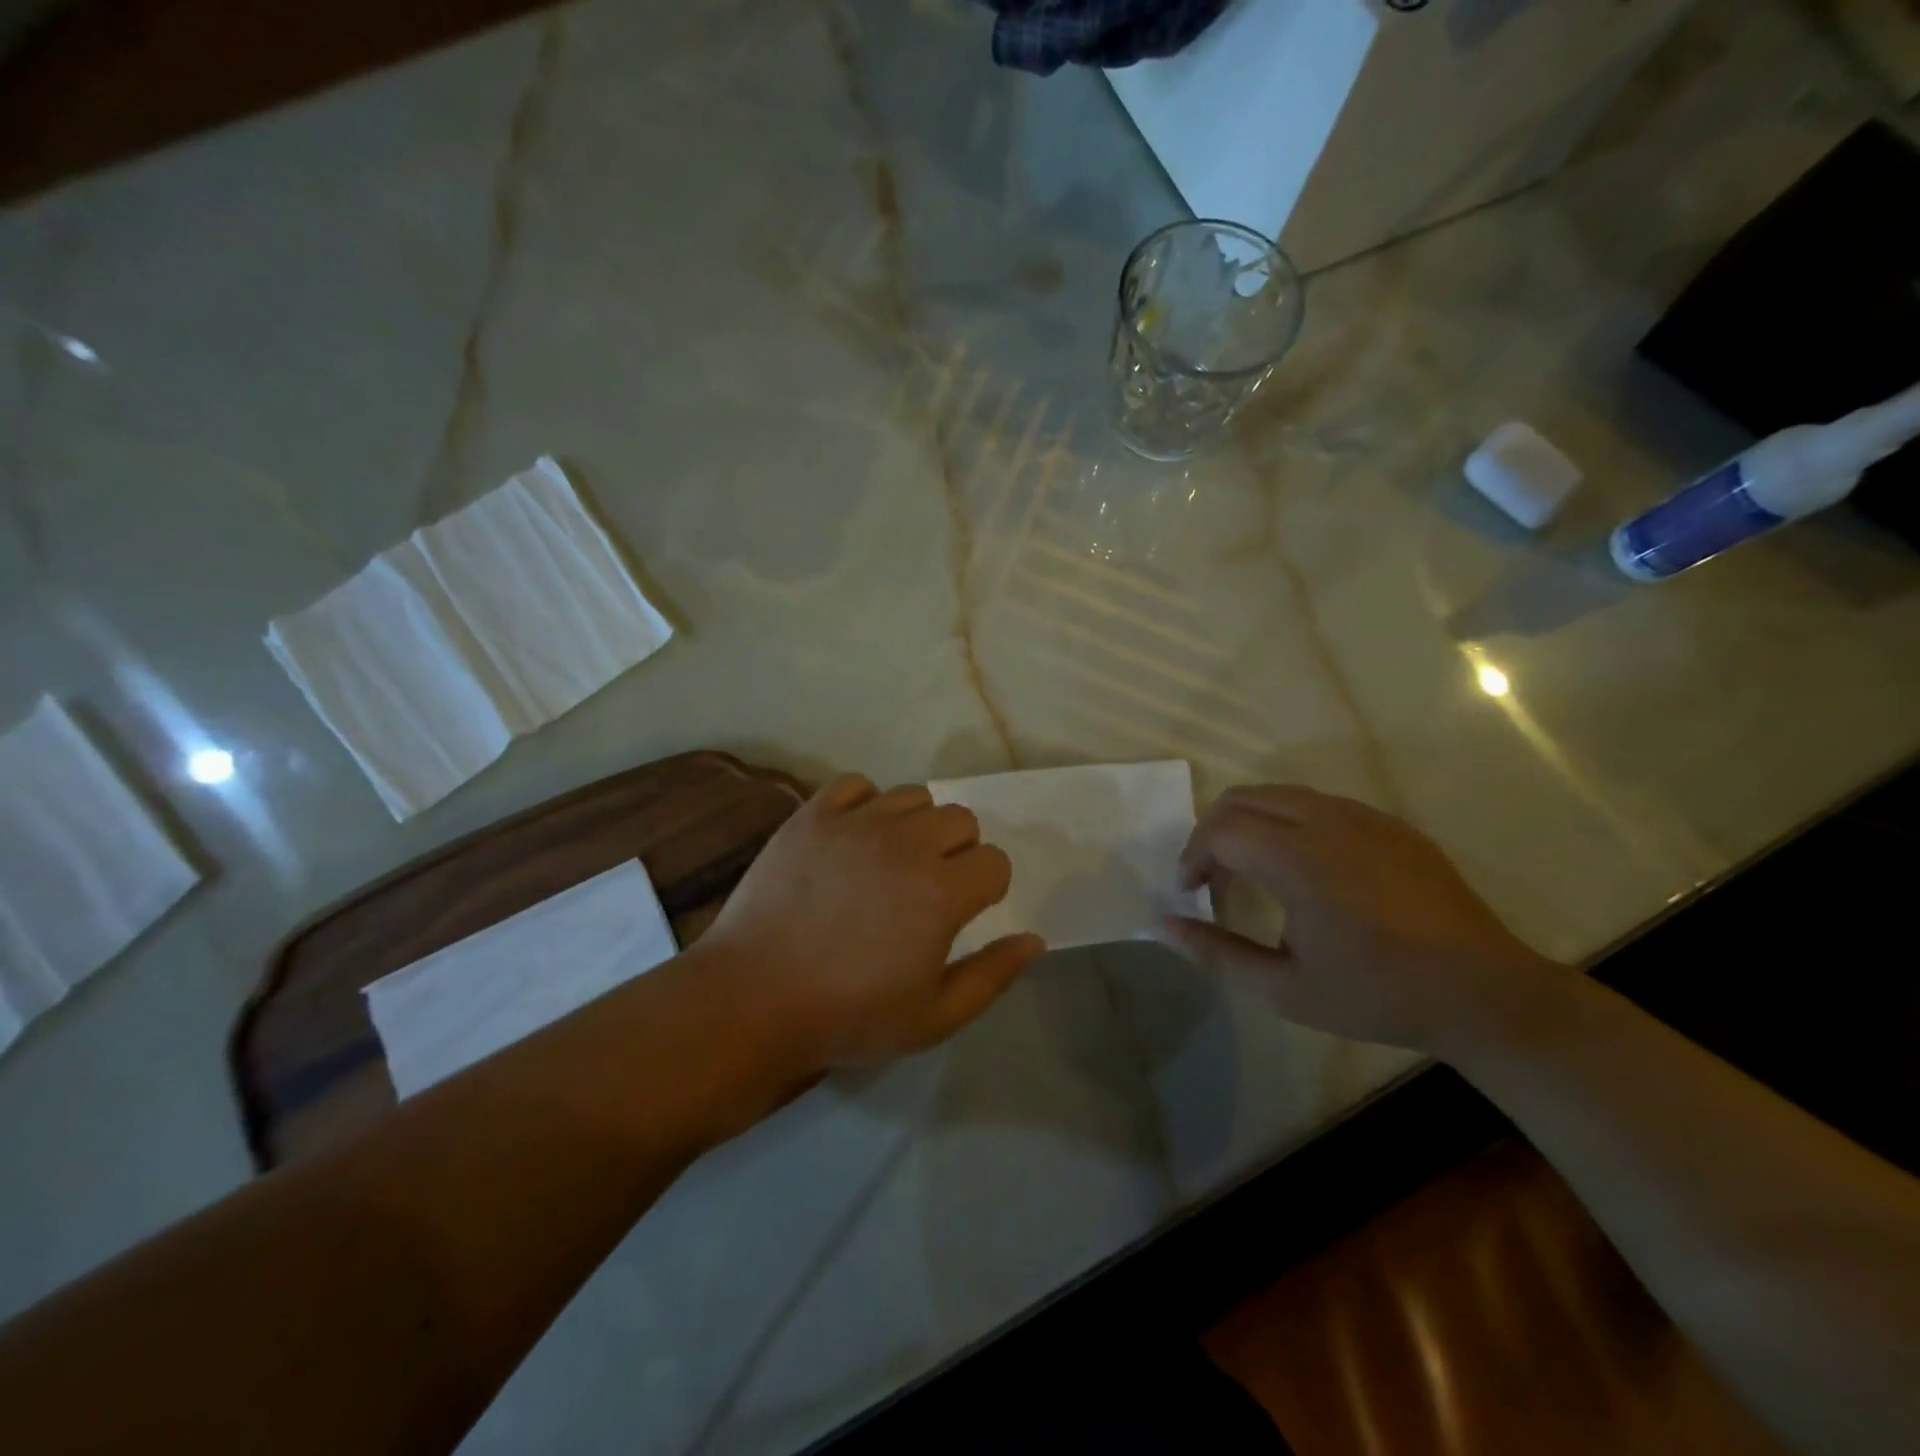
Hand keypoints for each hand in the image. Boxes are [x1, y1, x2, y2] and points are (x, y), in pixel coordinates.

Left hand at [698, 775, 1045, 1069]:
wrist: (751, 999)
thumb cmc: (848, 1015)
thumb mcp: (934, 1018)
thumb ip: (992, 976)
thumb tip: (1034, 939)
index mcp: (941, 891)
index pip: (994, 861)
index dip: (986, 888)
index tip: (962, 913)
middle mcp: (905, 844)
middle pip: (960, 819)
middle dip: (958, 851)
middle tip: (928, 888)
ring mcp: (855, 823)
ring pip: (913, 796)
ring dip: (916, 825)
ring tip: (891, 860)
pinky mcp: (812, 815)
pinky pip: (856, 784)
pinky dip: (865, 804)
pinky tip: (854, 837)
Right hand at [1163, 785, 1560, 1052]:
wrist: (1485, 993)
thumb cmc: (1378, 995)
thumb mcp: (1285, 989)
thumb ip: (1216, 953)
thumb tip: (1163, 924)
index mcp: (1300, 860)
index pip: (1220, 830)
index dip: (1193, 855)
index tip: (1191, 890)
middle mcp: (1327, 822)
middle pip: (1244, 799)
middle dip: (1213, 831)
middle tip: (1212, 876)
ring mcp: (1363, 817)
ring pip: (1281, 794)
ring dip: (1250, 822)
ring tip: (1251, 869)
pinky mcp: (1389, 824)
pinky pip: (1319, 803)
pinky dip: (1288, 822)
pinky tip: (1304, 868)